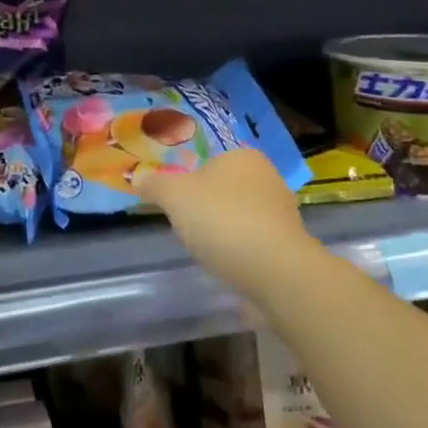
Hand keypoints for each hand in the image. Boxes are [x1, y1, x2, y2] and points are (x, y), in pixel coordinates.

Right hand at [135, 149, 314, 292]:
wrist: (275, 271)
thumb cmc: (222, 220)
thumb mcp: (175, 195)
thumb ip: (154, 184)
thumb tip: (139, 176)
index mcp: (243, 156)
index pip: (210, 160)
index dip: (189, 179)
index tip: (175, 202)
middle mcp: (268, 178)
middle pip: (225, 188)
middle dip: (207, 205)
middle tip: (186, 225)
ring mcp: (282, 212)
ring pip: (241, 215)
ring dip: (225, 229)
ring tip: (206, 249)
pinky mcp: (288, 245)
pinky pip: (254, 241)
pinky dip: (240, 250)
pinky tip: (228, 264)